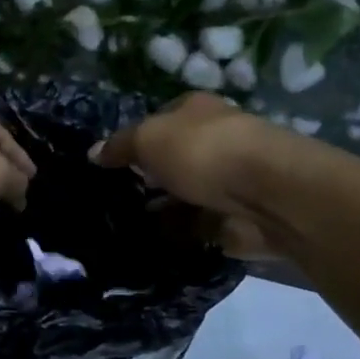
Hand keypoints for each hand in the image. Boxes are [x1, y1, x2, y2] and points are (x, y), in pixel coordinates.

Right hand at [90, 93, 280, 259]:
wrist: (266, 195)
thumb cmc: (203, 152)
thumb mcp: (149, 139)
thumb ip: (120, 146)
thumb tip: (93, 153)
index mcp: (196, 112)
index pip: (159, 122)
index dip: (134, 141)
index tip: (107, 168)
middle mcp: (212, 143)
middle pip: (171, 163)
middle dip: (145, 181)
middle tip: (109, 202)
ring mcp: (224, 185)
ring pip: (182, 198)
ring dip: (160, 212)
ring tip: (120, 228)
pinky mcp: (231, 221)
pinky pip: (194, 230)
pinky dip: (177, 237)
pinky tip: (147, 246)